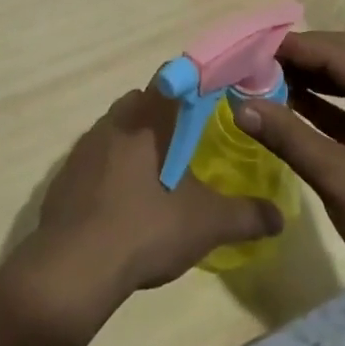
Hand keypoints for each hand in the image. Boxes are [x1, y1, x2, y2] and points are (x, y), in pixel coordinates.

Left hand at [12, 87, 284, 334]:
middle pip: (141, 103)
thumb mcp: (205, 224)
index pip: (170, 79)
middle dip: (163, 119)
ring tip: (157, 180)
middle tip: (187, 147)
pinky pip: (94, 161)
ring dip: (134, 146)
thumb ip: (245, 216)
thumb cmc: (144, 228)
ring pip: (115, 131)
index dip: (191, 86)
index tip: (210, 103)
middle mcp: (112, 122)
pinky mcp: (64, 176)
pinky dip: (109, 173)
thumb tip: (280, 216)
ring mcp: (83, 148)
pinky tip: (122, 206)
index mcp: (146, 118)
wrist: (73, 266)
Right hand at [233, 32, 344, 310]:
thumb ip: (288, 136)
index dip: (290, 47)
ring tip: (265, 84)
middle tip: (254, 65)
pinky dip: (325, 110)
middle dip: (299, 60)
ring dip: (310, 83)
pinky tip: (294, 113)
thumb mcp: (337, 178)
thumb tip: (240, 104)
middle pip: (343, 60)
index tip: (248, 50)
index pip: (334, 50)